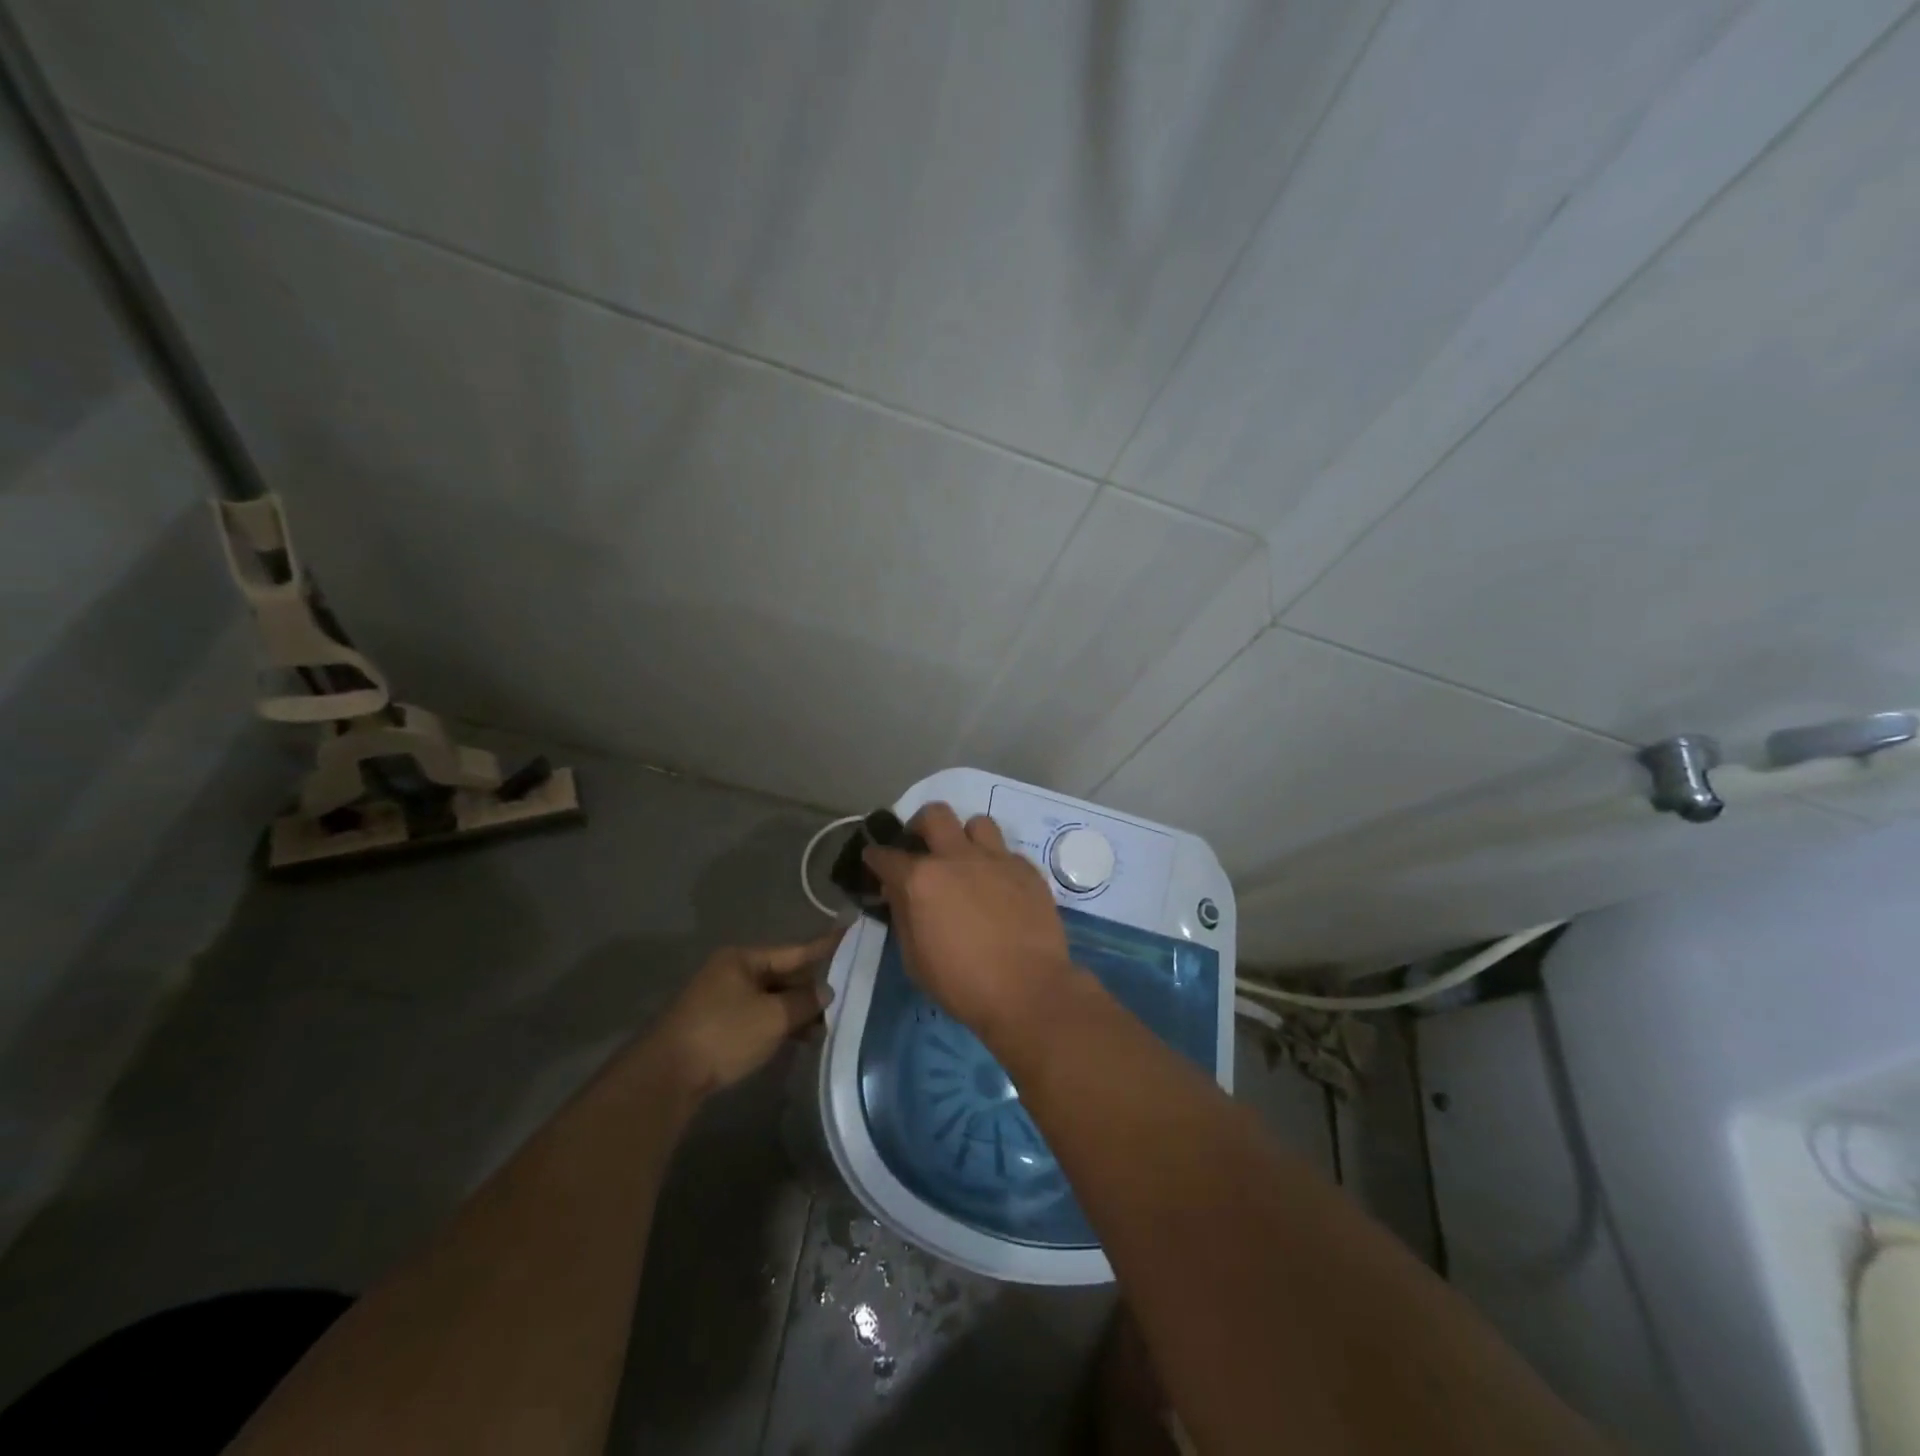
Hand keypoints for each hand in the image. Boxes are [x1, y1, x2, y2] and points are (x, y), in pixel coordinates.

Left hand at [652, 933, 839, 1096]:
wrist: (667, 1076)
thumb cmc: (724, 1034)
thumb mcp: (773, 1017)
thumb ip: (804, 1001)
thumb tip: (825, 991)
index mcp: (743, 959)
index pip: (794, 950)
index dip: (824, 946)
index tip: (849, 933)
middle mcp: (732, 972)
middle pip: (782, 974)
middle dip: (810, 987)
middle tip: (845, 994)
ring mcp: (722, 999)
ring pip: (771, 998)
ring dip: (796, 1010)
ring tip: (826, 1025)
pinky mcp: (717, 1025)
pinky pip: (758, 1016)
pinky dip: (778, 1024)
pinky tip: (799, 1038)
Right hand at [862, 803, 1075, 1040]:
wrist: (1028, 990)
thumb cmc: (962, 984)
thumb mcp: (914, 959)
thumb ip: (903, 915)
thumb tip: (897, 891)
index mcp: (921, 879)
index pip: (886, 854)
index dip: (875, 856)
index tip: (875, 860)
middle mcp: (957, 857)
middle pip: (934, 814)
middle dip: (921, 826)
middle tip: (923, 848)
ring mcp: (996, 859)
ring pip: (977, 823)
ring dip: (966, 838)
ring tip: (967, 862)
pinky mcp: (1027, 870)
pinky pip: (1007, 852)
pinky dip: (997, 864)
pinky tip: (1000, 889)